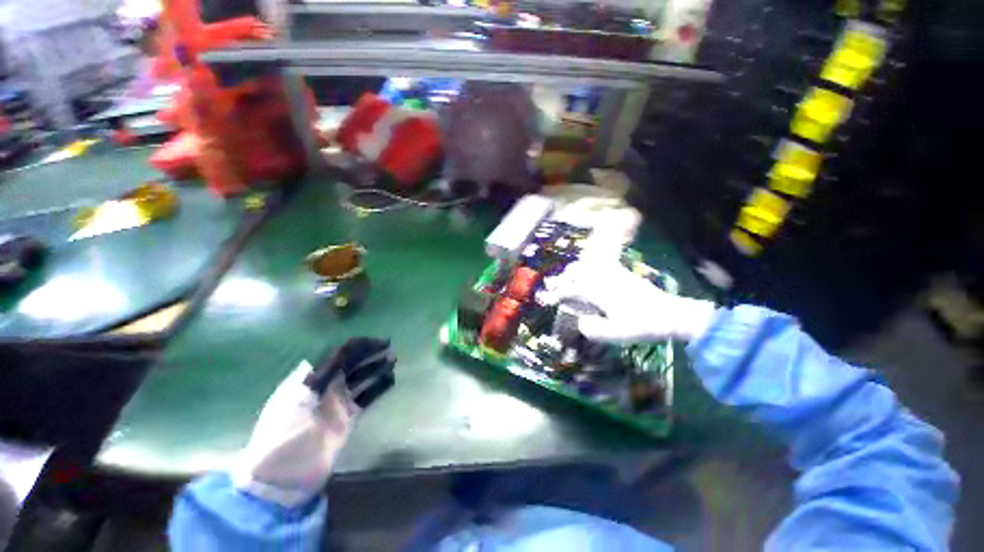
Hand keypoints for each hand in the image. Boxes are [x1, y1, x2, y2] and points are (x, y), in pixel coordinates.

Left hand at [231, 338, 394, 506]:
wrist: (283, 476)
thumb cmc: (282, 434)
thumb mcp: (295, 400)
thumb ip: (320, 376)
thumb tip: (340, 353)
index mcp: (312, 379)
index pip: (339, 355)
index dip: (358, 346)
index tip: (376, 342)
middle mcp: (328, 386)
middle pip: (353, 364)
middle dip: (370, 353)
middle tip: (389, 346)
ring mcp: (339, 402)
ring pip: (363, 378)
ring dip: (377, 367)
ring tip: (393, 359)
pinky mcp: (350, 417)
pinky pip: (368, 396)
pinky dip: (380, 386)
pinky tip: (391, 378)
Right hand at [551, 261, 716, 343]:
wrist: (673, 314)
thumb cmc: (643, 325)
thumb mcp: (617, 334)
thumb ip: (593, 330)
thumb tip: (581, 323)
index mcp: (599, 291)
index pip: (572, 289)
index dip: (558, 294)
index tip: (549, 299)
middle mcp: (604, 278)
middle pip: (577, 271)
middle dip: (564, 277)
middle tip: (555, 285)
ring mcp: (615, 273)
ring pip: (588, 264)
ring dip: (576, 270)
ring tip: (569, 276)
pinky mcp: (625, 273)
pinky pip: (601, 264)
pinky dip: (590, 266)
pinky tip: (590, 271)